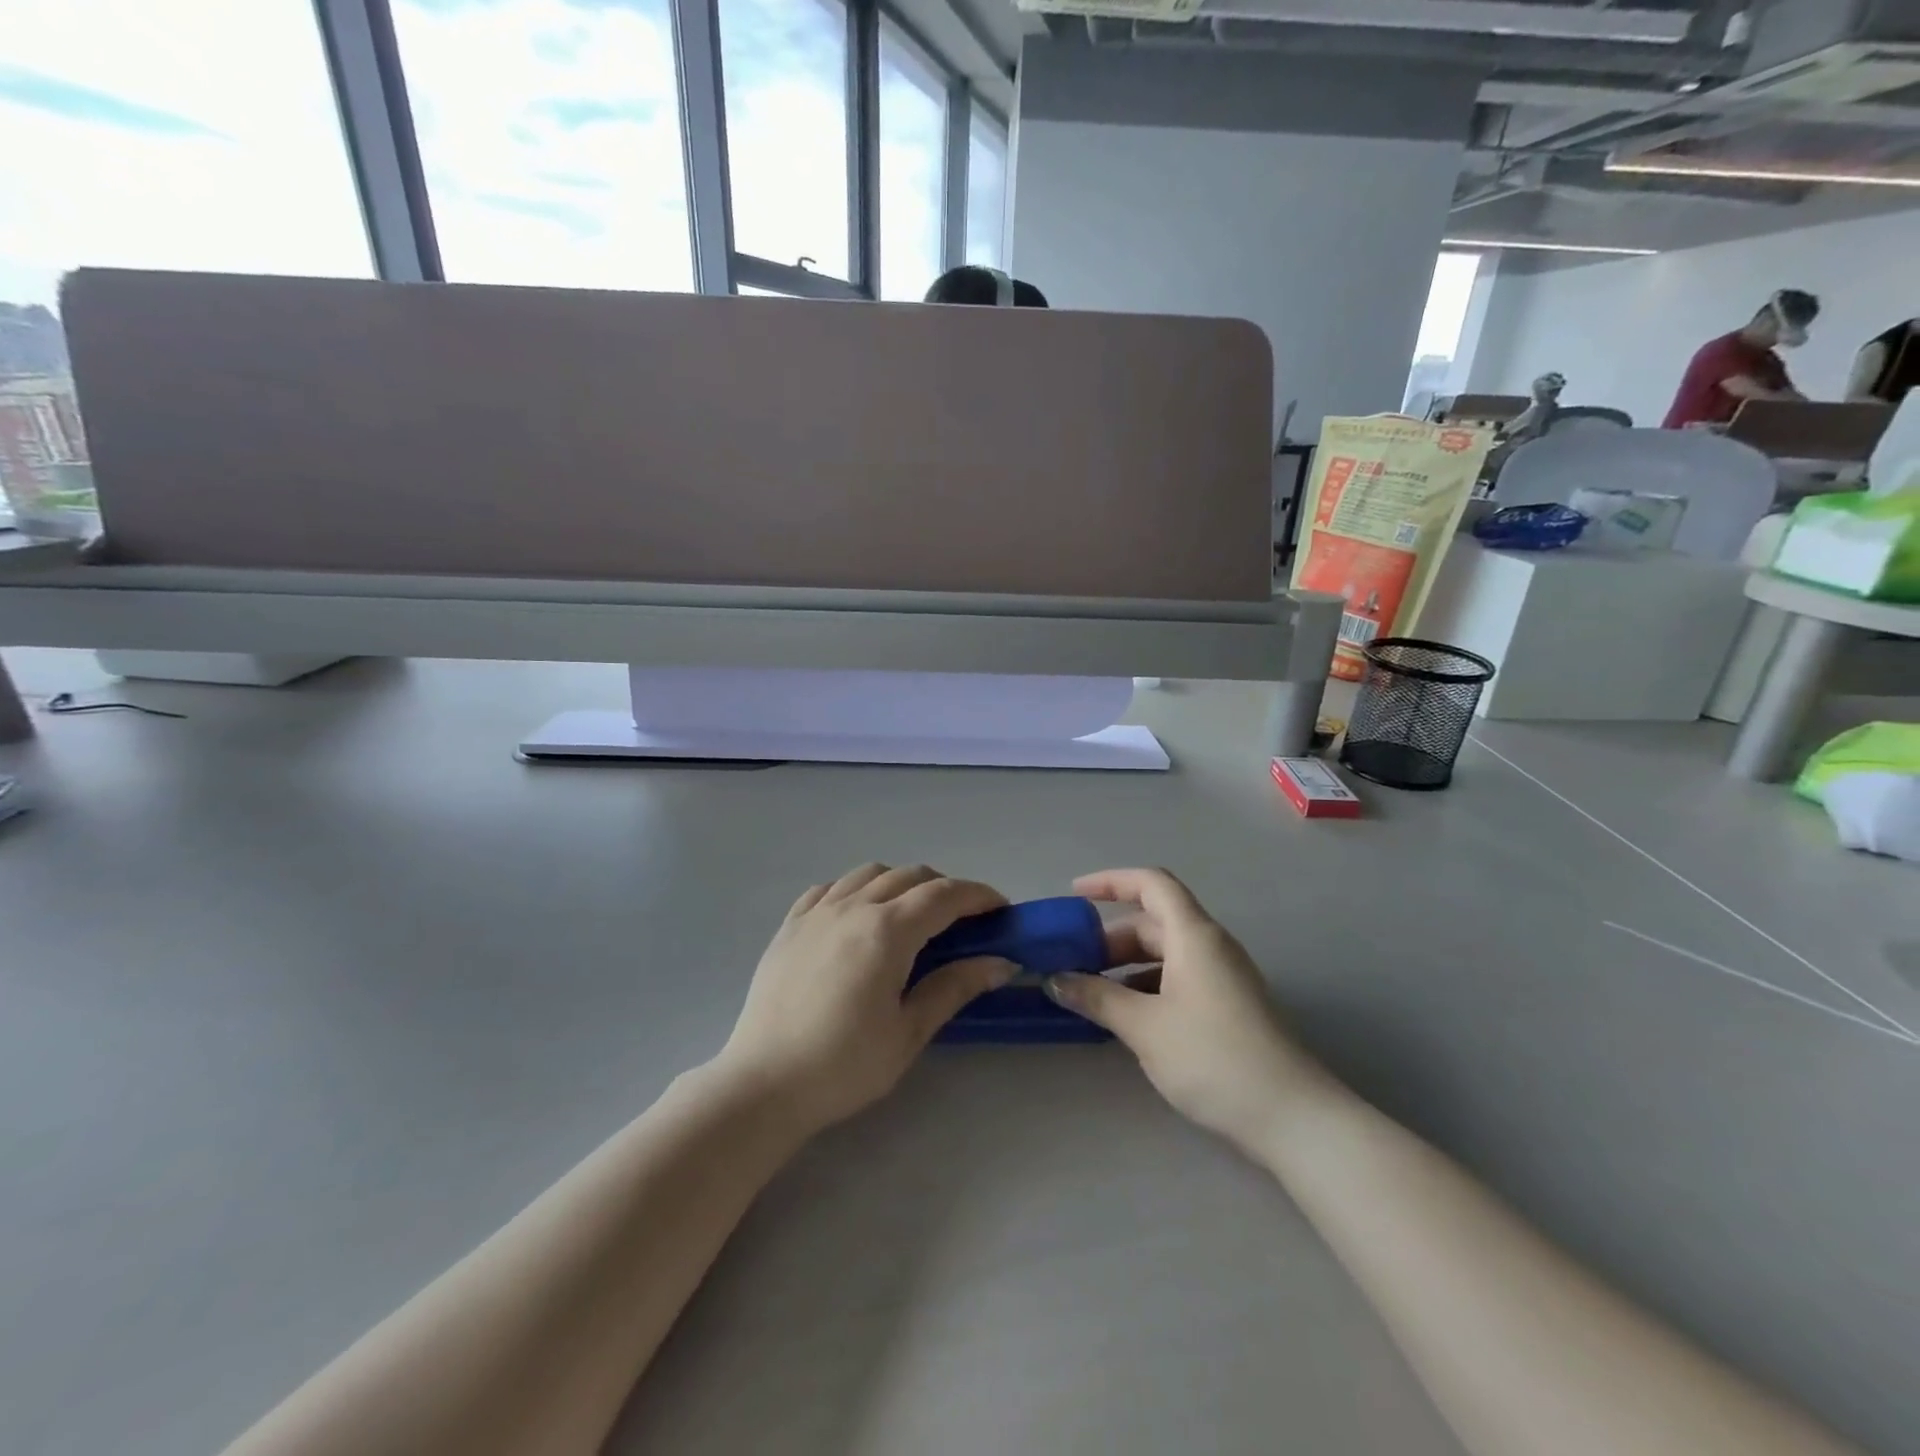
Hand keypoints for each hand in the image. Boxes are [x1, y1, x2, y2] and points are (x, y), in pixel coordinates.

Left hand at [715, 864, 1014, 1133]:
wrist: (763, 1084)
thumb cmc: (843, 1065)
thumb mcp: (908, 1032)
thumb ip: (954, 987)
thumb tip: (1001, 962)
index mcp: (887, 931)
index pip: (945, 895)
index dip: (978, 896)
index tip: (1001, 910)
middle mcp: (853, 906)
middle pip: (911, 876)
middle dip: (945, 889)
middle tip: (964, 921)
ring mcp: (817, 911)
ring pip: (870, 873)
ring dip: (902, 883)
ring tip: (912, 915)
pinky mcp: (790, 924)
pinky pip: (831, 887)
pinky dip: (857, 889)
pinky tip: (859, 915)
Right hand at [1045, 868, 1320, 1154]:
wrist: (1292, 1117)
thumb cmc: (1213, 1058)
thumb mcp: (1145, 1027)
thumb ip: (1097, 997)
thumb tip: (1055, 979)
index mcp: (1194, 936)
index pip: (1151, 884)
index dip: (1110, 882)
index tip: (1074, 895)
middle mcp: (1211, 946)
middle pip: (1153, 922)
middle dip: (1110, 938)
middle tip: (1071, 963)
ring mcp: (1223, 977)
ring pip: (1164, 954)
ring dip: (1125, 966)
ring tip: (1090, 993)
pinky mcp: (1228, 1006)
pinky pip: (1178, 979)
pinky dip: (1146, 986)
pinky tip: (1126, 1018)